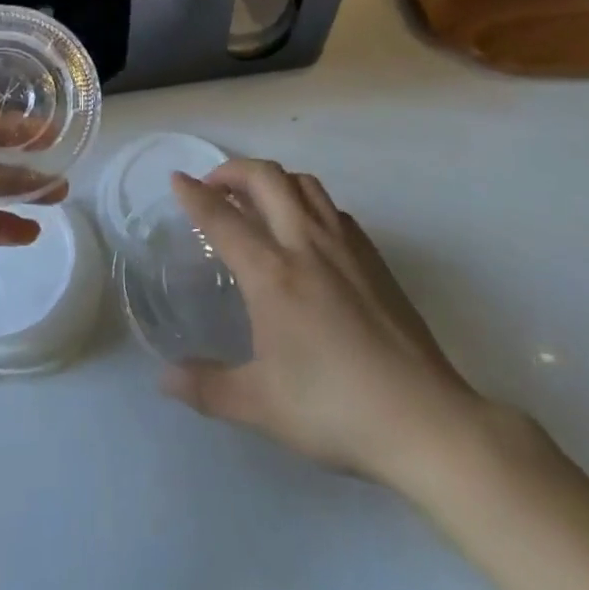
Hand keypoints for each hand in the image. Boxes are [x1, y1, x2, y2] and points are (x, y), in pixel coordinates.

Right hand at [162, 160, 488, 486]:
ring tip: (257, 200)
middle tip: (214, 186)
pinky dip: (307, 202)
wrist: (424, 419)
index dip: (194, 195)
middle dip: (232, 170)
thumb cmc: (334, 409)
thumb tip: (164, 379)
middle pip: (266, 178)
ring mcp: (345, 246)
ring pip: (304, 183)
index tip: (177, 179)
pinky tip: (305, 232)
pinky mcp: (374, 257)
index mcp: (272, 273)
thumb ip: (207, 387)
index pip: (223, 218)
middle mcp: (306, 244)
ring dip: (272, 179)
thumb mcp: (260, 405)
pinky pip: (332, 208)